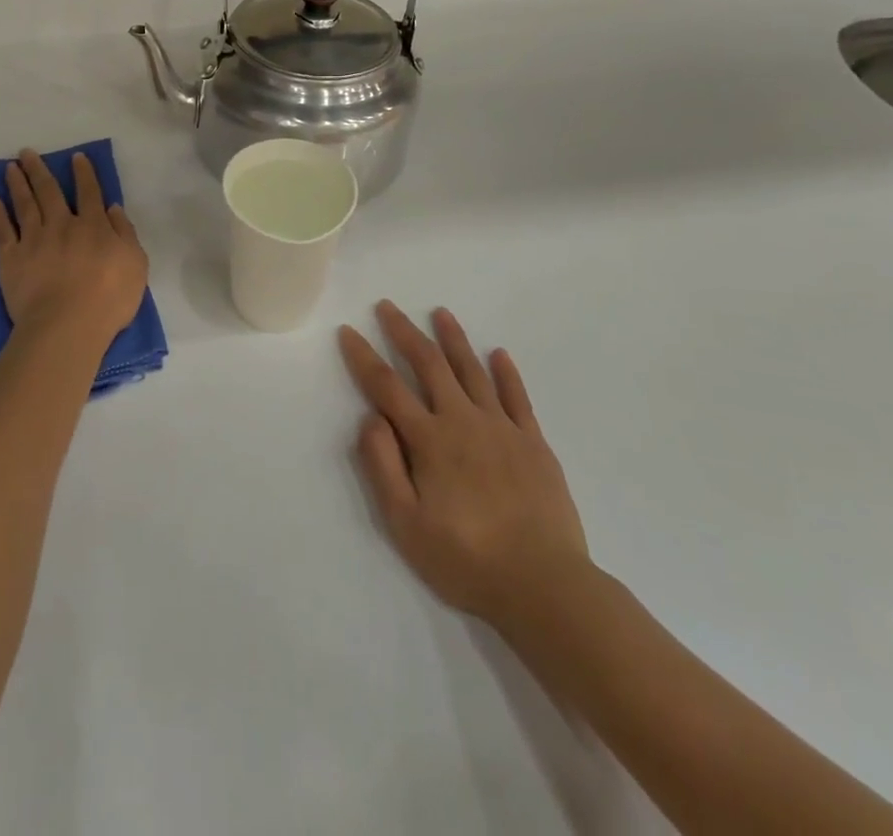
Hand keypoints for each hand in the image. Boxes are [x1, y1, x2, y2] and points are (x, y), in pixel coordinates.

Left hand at [0, 150, 148, 343]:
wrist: (67, 325)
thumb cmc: (109, 299)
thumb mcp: (136, 265)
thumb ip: (125, 234)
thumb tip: (113, 209)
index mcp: (93, 226)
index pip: (89, 192)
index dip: (84, 173)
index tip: (76, 157)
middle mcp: (61, 225)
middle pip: (49, 191)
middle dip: (39, 169)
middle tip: (27, 152)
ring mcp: (33, 240)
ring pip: (24, 205)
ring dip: (17, 184)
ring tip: (9, 167)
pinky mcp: (11, 259)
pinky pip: (2, 231)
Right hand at [339, 302, 589, 626]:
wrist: (544, 586)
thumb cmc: (466, 559)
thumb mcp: (406, 524)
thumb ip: (383, 467)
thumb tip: (370, 418)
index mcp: (429, 440)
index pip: (387, 387)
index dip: (363, 357)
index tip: (348, 331)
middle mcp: (463, 421)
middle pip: (429, 364)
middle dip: (405, 332)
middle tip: (388, 306)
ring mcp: (502, 428)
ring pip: (472, 371)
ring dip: (454, 339)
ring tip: (440, 313)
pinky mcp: (534, 443)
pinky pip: (518, 397)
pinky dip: (506, 372)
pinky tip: (499, 354)